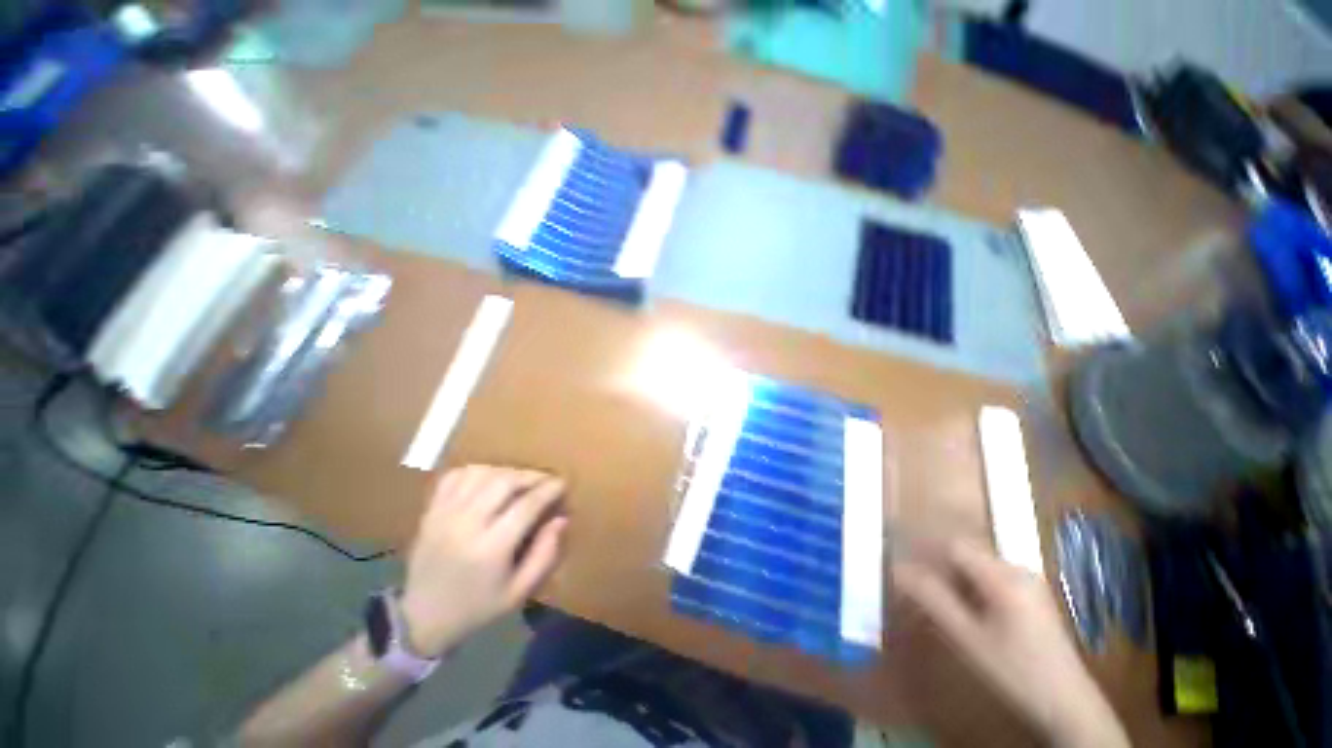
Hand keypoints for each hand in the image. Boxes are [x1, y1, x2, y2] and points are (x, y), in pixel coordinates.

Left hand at [400, 465, 567, 657]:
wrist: (421, 619)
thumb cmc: (477, 608)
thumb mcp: (519, 592)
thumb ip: (545, 554)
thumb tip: (561, 519)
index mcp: (490, 549)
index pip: (527, 505)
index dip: (549, 489)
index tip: (563, 483)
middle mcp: (466, 525)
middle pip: (504, 481)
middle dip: (531, 476)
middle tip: (544, 481)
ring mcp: (444, 515)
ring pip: (481, 473)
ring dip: (506, 471)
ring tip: (519, 481)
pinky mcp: (430, 511)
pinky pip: (456, 476)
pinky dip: (477, 471)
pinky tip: (489, 480)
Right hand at [895, 540, 1128, 747]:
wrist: (1070, 706)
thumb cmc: (1017, 672)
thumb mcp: (968, 638)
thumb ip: (932, 599)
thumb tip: (897, 569)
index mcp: (1004, 576)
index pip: (953, 544)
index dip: (924, 551)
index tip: (903, 567)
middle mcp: (1018, 570)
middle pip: (965, 553)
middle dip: (937, 566)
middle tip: (916, 589)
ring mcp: (1028, 583)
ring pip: (977, 566)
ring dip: (952, 578)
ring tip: (937, 603)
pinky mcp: (1032, 596)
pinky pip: (991, 579)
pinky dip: (970, 588)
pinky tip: (965, 613)